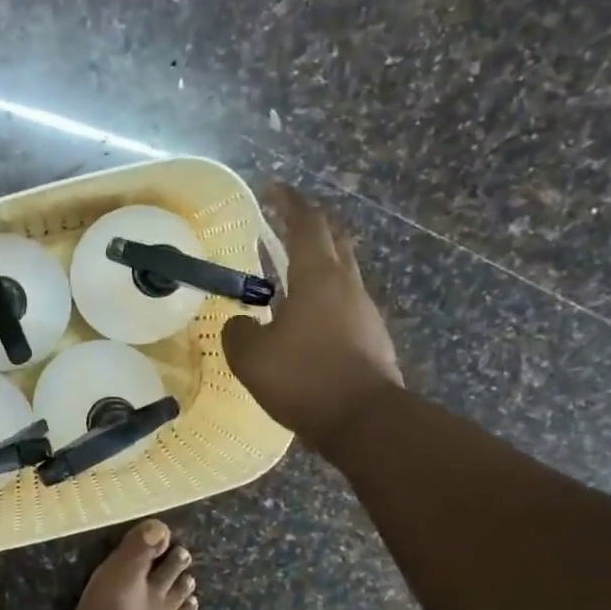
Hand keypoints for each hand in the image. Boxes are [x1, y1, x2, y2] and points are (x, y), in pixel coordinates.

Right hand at [223, 180, 402, 452]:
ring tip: (288, 274)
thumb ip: (239, 333)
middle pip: (334, 239)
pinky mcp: (371, 338)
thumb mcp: (251, 357)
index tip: (273, 188)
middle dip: (311, 223)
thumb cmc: (303, 378)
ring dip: (318, 263)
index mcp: (318, 277)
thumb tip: (241, 324)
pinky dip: (323, 297)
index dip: (289, 202)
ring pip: (342, 272)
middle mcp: (347, 285)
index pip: (306, 224)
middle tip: (287, 220)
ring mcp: (364, 312)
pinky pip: (343, 304)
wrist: (363, 420)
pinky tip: (304, 319)